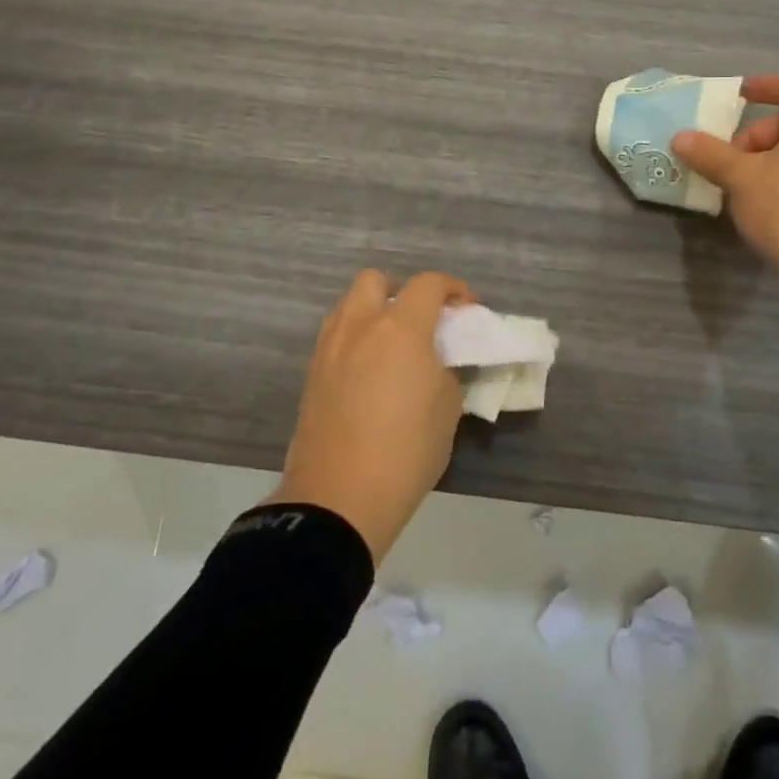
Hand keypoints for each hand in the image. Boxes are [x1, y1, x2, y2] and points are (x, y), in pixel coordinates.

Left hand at [266, 268, 474, 564]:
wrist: (339, 499)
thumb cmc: (406, 451)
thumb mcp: (447, 409)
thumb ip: (443, 371)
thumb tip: (431, 363)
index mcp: (400, 328)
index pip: (428, 284)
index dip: (453, 288)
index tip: (467, 307)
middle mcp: (359, 326)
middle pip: (375, 280)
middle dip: (401, 290)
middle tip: (421, 320)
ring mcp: (329, 348)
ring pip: (349, 306)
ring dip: (374, 312)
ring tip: (394, 346)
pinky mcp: (311, 374)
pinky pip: (336, 336)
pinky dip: (356, 339)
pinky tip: (370, 371)